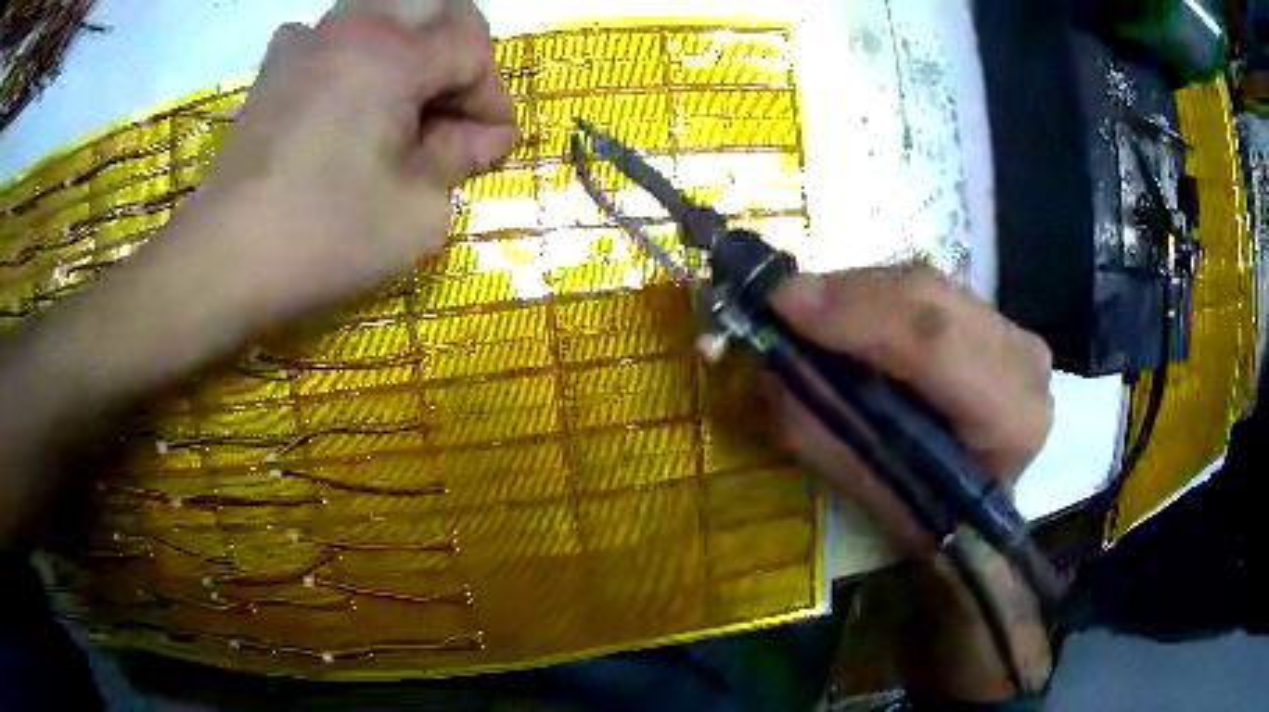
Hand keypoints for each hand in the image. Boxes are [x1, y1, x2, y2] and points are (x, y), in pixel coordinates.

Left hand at [0, 1, 515, 543]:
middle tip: (451, 130)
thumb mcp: (410, 220)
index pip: (470, 45)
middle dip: (457, 66)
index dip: (489, 97)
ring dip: (406, 77)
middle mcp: (339, 31)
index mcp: (381, 55)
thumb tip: (467, 143)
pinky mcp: (268, 81)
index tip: (484, 152)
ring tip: (401, 142)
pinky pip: (335, 54)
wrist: (196, 286)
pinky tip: (346, 135)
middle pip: (433, 9)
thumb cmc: (303, 256)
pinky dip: (357, 86)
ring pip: (382, 26)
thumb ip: (454, 169)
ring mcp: (296, 51)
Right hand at [769, 264, 1053, 553]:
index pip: (939, 345)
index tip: (783, 306)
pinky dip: (876, 297)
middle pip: (931, 299)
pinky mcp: (996, 318)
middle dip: (847, 296)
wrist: (988, 509)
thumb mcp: (875, 497)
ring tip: (805, 314)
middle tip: (779, 305)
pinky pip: (926, 289)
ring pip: (926, 285)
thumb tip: (765, 368)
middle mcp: (1024, 362)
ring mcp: (1014, 332)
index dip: (859, 315)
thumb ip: (824, 432)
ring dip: (856, 294)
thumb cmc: (936, 520)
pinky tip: (846, 316)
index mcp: (1010, 420)